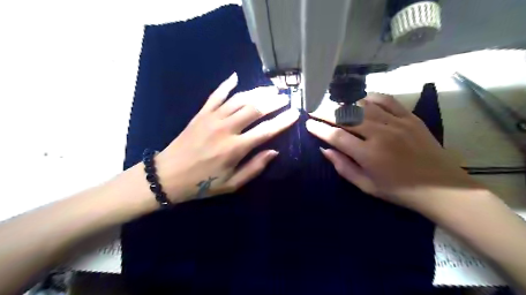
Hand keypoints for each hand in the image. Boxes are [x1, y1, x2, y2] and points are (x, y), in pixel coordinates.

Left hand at [154, 73, 297, 201]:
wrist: (168, 175)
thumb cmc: (202, 183)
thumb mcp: (231, 184)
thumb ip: (254, 168)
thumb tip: (274, 151)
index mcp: (235, 148)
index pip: (266, 130)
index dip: (283, 121)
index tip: (295, 113)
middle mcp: (226, 128)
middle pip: (255, 109)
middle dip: (273, 102)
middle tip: (285, 97)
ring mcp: (212, 118)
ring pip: (239, 99)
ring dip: (256, 92)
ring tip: (270, 89)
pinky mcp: (201, 114)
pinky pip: (216, 95)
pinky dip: (226, 85)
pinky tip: (235, 77)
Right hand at [305, 93, 479, 210]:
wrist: (441, 187)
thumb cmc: (399, 191)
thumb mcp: (366, 186)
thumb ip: (343, 167)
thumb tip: (324, 149)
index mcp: (368, 154)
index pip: (335, 136)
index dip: (319, 129)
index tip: (308, 124)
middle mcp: (380, 134)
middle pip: (346, 117)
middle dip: (326, 113)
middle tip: (314, 110)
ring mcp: (396, 123)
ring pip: (363, 106)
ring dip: (345, 105)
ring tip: (334, 106)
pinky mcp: (410, 117)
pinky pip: (386, 100)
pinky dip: (370, 97)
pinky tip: (361, 100)